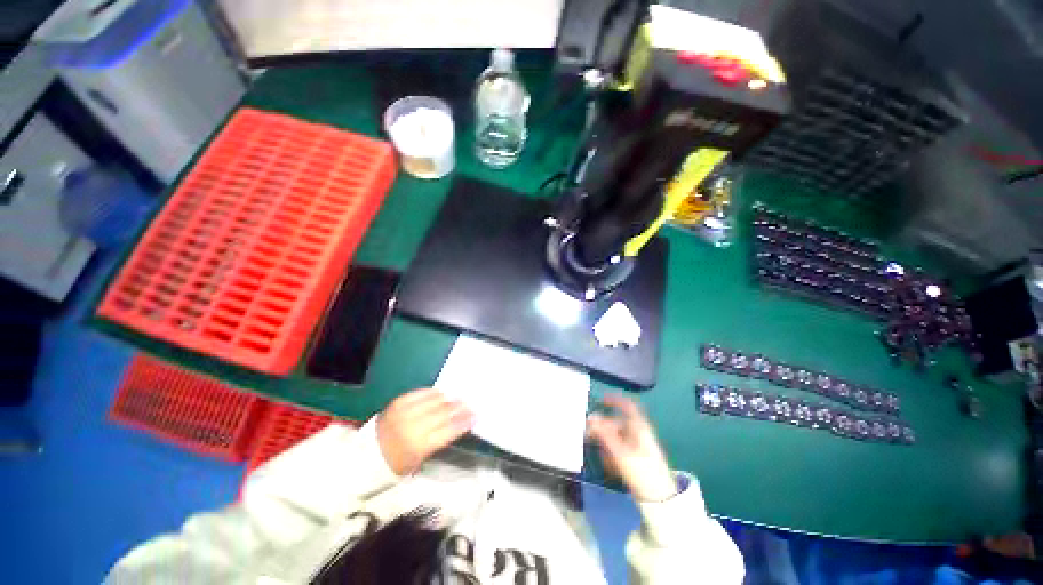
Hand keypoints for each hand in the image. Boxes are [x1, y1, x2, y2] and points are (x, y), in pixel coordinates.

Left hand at [377, 388, 473, 474]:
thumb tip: (457, 424)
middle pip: (442, 414)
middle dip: (459, 409)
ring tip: (458, 398)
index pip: (447, 431)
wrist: (365, 457)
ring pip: (433, 402)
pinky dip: (432, 393)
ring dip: (448, 399)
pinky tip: (440, 393)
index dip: (463, 423)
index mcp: (418, 447)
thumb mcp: (419, 461)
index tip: (475, 417)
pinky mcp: (397, 403)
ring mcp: (404, 412)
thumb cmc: (396, 465)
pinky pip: (419, 394)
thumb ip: (438, 441)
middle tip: (470, 405)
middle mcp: (412, 427)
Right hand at [586, 394, 676, 501]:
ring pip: (617, 437)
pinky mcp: (636, 458)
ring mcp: (638, 446)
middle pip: (617, 423)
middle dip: (602, 428)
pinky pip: (620, 450)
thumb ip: (604, 434)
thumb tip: (590, 417)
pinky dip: (612, 453)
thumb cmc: (642, 471)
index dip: (614, 400)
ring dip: (606, 444)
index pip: (627, 405)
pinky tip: (609, 465)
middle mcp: (638, 432)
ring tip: (601, 456)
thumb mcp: (620, 452)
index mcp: (638, 426)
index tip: (601, 399)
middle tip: (587, 435)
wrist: (661, 499)